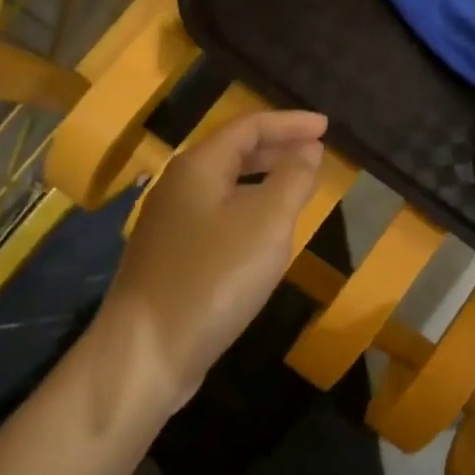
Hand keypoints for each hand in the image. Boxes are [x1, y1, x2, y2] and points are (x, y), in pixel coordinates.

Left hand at [98, 110, 327, 409]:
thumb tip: (308, 150)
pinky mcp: (170, 258)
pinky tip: (263, 235)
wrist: (147, 352)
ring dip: (262, 180)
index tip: (327, 127)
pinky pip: (217, 217)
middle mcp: (178, 187)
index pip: (249, 127)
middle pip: (233, 153)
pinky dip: (247, 211)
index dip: (290, 123)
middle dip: (276, 147)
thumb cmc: (214, 277)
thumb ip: (292, 179)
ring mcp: (170, 224)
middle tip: (315, 152)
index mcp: (198, 167)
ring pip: (224, 187)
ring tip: (296, 187)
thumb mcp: (267, 222)